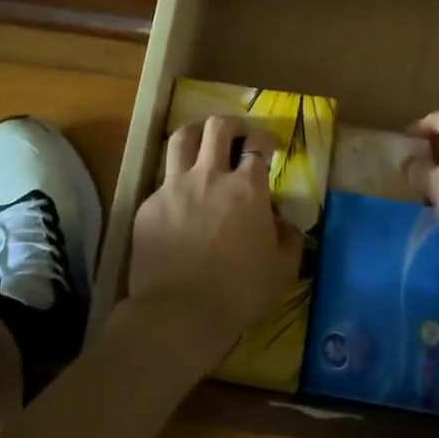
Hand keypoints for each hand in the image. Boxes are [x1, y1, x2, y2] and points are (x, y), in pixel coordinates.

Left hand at [124, 114, 303, 371]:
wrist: (180, 313)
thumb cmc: (240, 292)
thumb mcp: (283, 269)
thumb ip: (289, 238)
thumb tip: (282, 221)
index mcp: (247, 187)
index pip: (257, 144)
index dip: (264, 139)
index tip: (267, 147)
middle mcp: (210, 176)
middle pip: (217, 127)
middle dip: (230, 124)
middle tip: (236, 135)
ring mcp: (175, 187)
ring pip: (181, 138)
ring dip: (195, 133)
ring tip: (201, 142)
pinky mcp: (148, 205)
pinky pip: (162, 181)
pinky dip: (175, 183)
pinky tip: (179, 201)